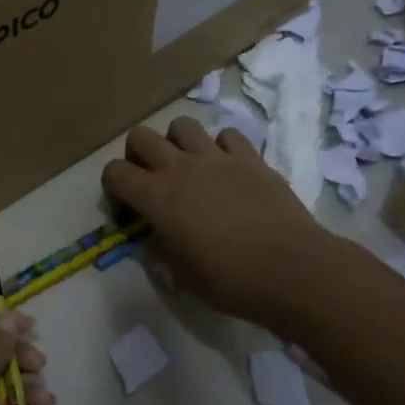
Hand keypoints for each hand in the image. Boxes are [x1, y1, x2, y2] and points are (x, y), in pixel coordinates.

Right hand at [101, 116, 326, 325]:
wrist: (290, 269)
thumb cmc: (228, 279)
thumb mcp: (179, 271)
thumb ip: (159, 243)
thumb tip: (154, 231)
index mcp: (156, 197)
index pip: (114, 173)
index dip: (113, 188)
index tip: (127, 209)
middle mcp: (180, 168)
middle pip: (140, 137)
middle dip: (137, 154)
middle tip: (150, 179)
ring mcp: (217, 158)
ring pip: (182, 125)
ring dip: (177, 143)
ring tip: (188, 167)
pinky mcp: (251, 158)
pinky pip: (227, 135)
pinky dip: (221, 148)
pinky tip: (227, 169)